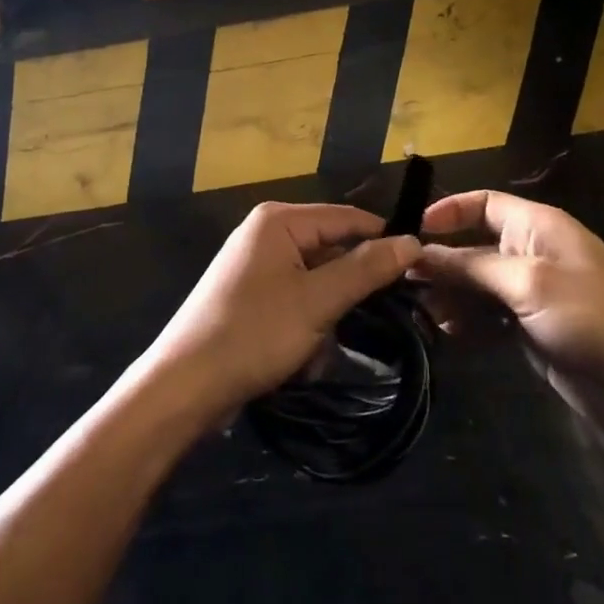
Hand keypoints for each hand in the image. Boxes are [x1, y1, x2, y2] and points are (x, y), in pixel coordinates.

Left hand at [145, 202, 422, 415]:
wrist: (184, 386)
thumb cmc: (253, 334)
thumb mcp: (317, 301)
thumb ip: (366, 269)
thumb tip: (412, 241)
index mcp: (279, 220)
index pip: (347, 217)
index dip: (384, 240)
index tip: (419, 270)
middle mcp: (265, 232)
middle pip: (330, 248)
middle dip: (349, 289)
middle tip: (373, 320)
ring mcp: (255, 264)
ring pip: (315, 280)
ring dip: (327, 315)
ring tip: (322, 348)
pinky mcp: (249, 294)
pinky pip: (295, 298)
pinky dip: (306, 324)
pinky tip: (302, 357)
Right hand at [417, 190, 603, 445]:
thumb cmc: (597, 318)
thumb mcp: (529, 284)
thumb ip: (471, 267)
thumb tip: (419, 253)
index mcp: (537, 226)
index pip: (482, 203)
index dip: (446, 212)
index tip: (409, 233)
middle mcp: (532, 253)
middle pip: (473, 245)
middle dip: (440, 261)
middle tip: (402, 284)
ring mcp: (533, 294)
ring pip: (477, 285)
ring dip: (450, 295)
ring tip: (422, 313)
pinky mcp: (534, 330)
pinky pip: (490, 317)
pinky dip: (468, 322)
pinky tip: (448, 334)